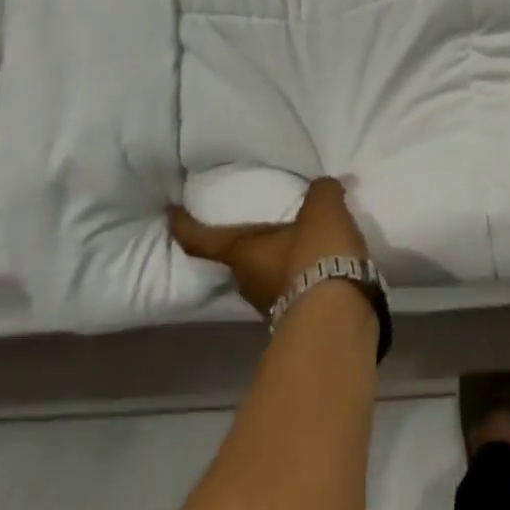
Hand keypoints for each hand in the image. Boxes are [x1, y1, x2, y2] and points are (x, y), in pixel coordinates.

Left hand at [168, 176, 371, 316]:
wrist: (339, 317)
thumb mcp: (323, 210)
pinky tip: (328, 269)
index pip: (202, 240)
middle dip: (251, 246)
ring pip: (268, 279)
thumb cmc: (315, 255)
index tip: (171, 213)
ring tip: (306, 247)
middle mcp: (248, 283)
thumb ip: (321, 192)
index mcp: (242, 253)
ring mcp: (272, 308)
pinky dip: (307, 281)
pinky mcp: (300, 322)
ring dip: (282, 265)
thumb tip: (324, 187)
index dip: (184, 225)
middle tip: (266, 227)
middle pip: (239, 261)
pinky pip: (297, 293)